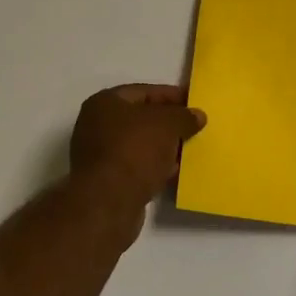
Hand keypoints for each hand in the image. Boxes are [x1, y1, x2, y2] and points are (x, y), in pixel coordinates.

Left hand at [69, 84, 205, 212]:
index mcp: (106, 102)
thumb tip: (197, 115)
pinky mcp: (107, 180)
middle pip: (141, 118)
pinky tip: (175, 171)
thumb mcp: (167, 125)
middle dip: (169, 123)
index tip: (195, 103)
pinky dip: (155, 166)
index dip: (172, 95)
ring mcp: (100, 154)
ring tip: (190, 149)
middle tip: (195, 127)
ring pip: (140, 144)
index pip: (145, 92)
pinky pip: (137, 166)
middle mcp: (97, 124)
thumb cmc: (135, 150)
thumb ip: (184, 116)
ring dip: (163, 147)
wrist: (108, 203)